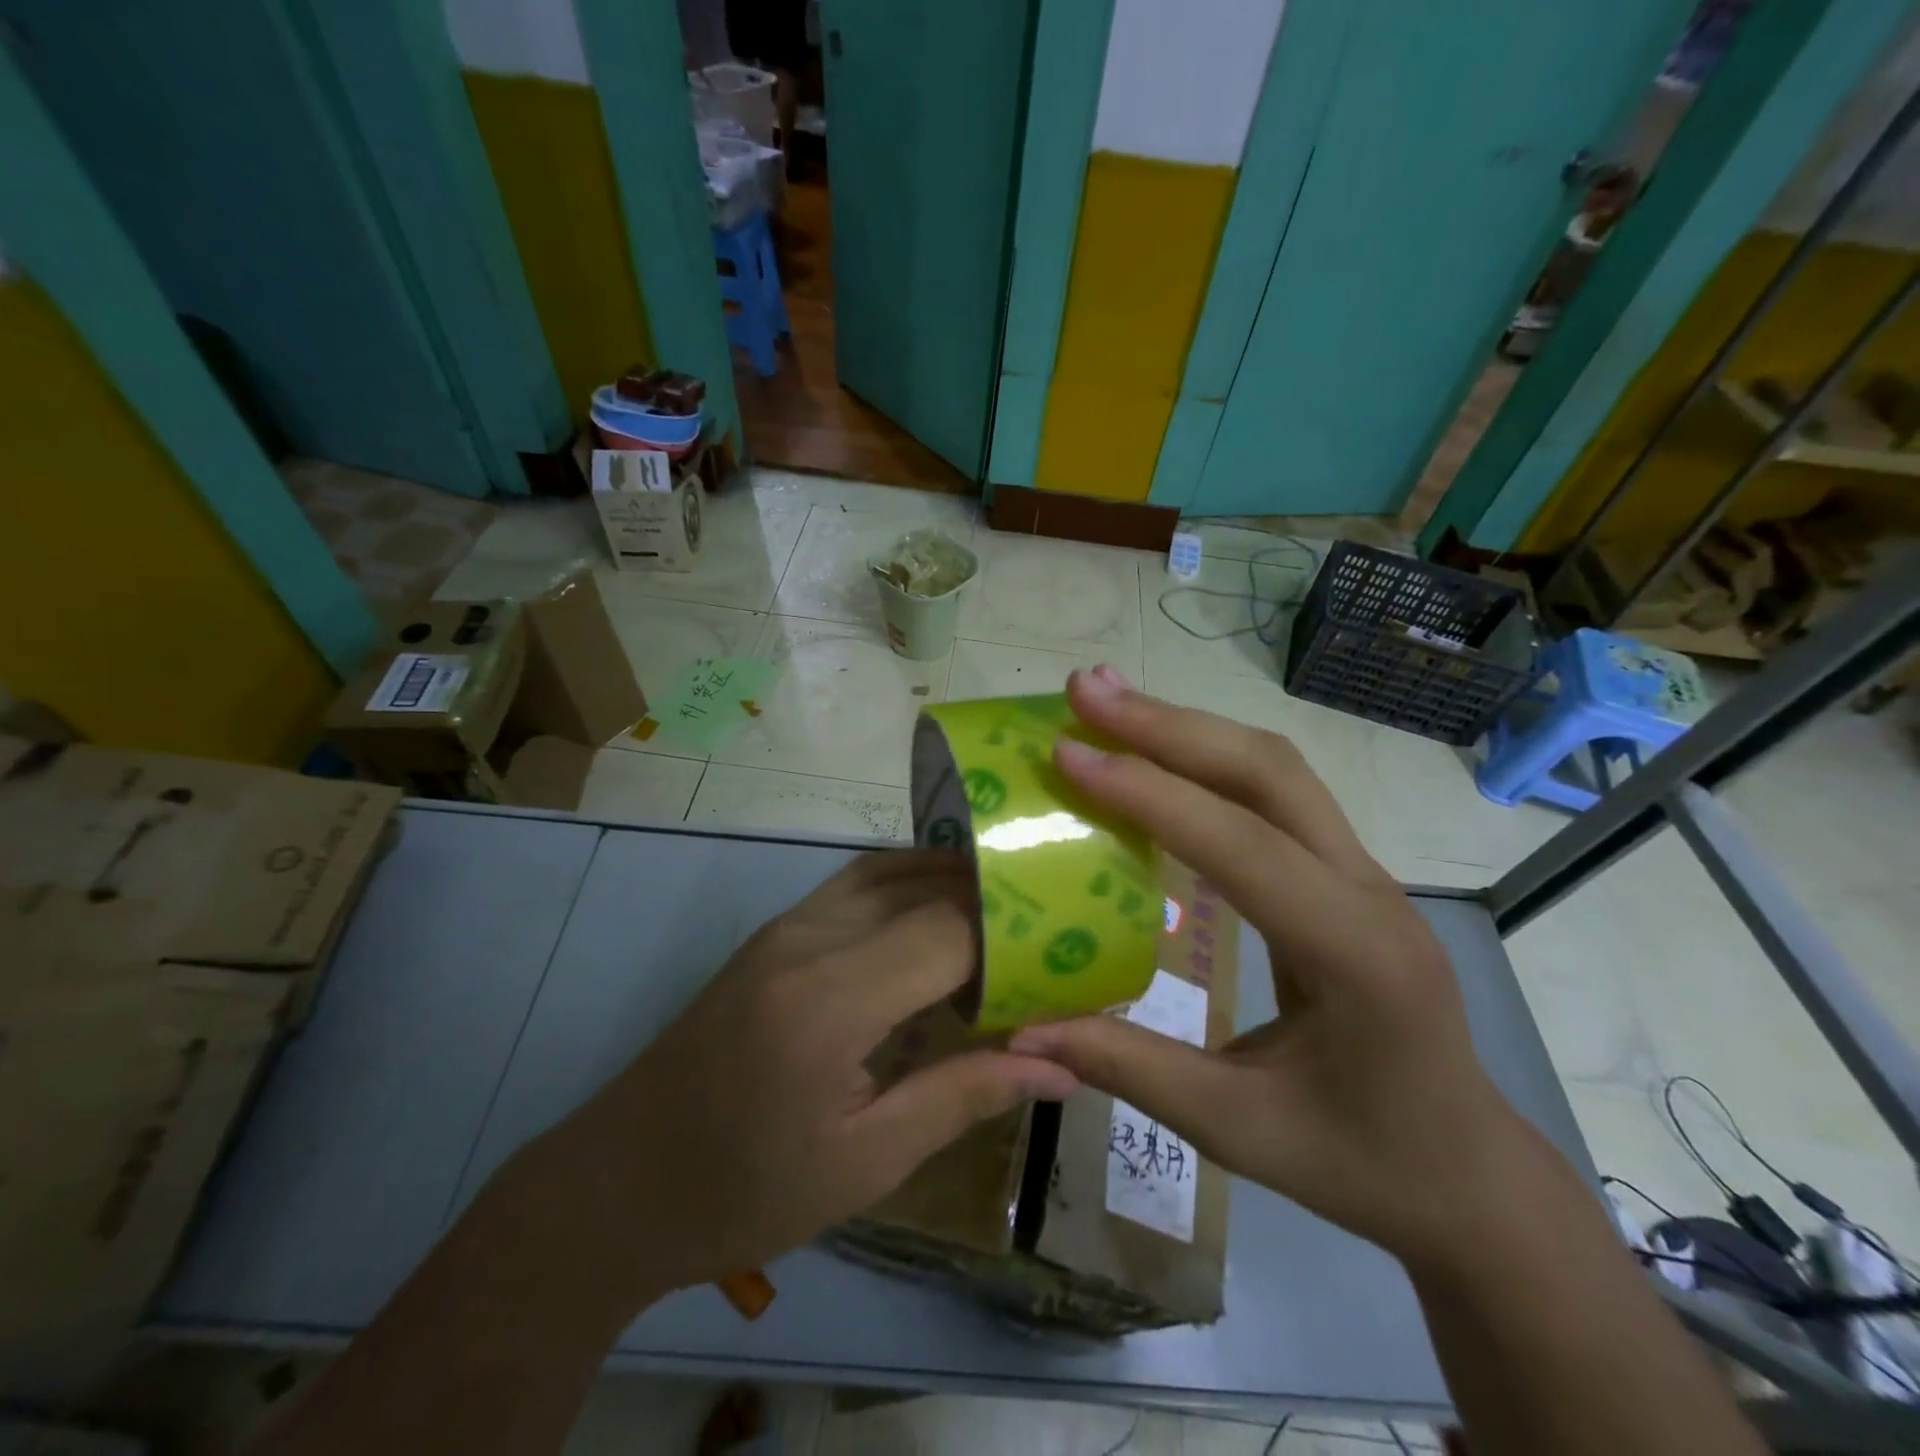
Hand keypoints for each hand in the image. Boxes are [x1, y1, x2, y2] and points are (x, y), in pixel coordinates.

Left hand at [537, 850, 1077, 1302]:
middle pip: (924, 888)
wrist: (618, 1182)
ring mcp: (786, 925)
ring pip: (890, 869)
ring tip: (1005, 920)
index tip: (1060, 965)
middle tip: (1047, 938)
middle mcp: (809, 938)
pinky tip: (935, 917)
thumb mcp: (863, 1163)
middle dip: (992, 905)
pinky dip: (908, 883)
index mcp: (830, 1001)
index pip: (948, 932)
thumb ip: (963, 1097)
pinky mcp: (774, 931)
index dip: (1013, 941)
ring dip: (951, 883)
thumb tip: (1059, 1069)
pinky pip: (857, 882)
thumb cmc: (742, 1190)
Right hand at [1009, 668, 1542, 1269]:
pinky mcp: (1343, 873)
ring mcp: (1362, 873)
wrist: (1466, 1174)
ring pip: (1275, 768)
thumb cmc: (1361, 1160)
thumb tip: (1024, 1031)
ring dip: (1188, 727)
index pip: (1242, 846)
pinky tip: (1156, 753)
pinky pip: (1274, 794)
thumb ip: (1130, 1069)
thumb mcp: (1237, 1130)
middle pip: (1269, 772)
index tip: (1067, 754)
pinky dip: (1206, 759)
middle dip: (1169, 725)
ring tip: (1108, 702)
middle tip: (1084, 692)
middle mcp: (1367, 890)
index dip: (1149, 794)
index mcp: (1355, 954)